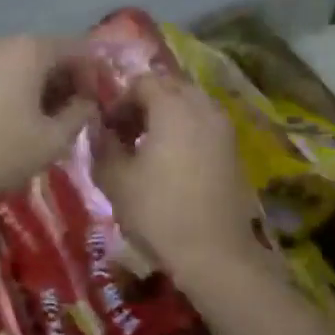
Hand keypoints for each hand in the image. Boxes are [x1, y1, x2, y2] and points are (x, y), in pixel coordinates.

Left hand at [0, 35, 97, 199]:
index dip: (93, 74)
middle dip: (64, 81)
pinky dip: (10, 90)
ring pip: (17, 65)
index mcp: (29, 49)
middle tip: (74, 114)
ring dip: (36, 87)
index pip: (76, 49)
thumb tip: (88, 102)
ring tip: (44, 121)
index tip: (99, 103)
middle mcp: (0, 41)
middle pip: (44, 54)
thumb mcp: (51, 141)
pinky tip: (12, 119)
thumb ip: (78, 116)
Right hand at [92, 74, 254, 276]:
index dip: (119, 101)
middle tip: (125, 134)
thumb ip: (103, 146)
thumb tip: (100, 130)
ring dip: (166, 117)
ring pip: (190, 106)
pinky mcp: (233, 151)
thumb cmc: (158, 212)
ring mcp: (224, 129)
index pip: (143, 82)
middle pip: (170, 88)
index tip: (106, 129)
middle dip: (144, 104)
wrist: (214, 252)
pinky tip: (170, 163)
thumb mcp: (115, 180)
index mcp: (173, 107)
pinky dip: (185, 132)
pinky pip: (204, 126)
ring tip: (146, 149)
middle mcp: (203, 108)